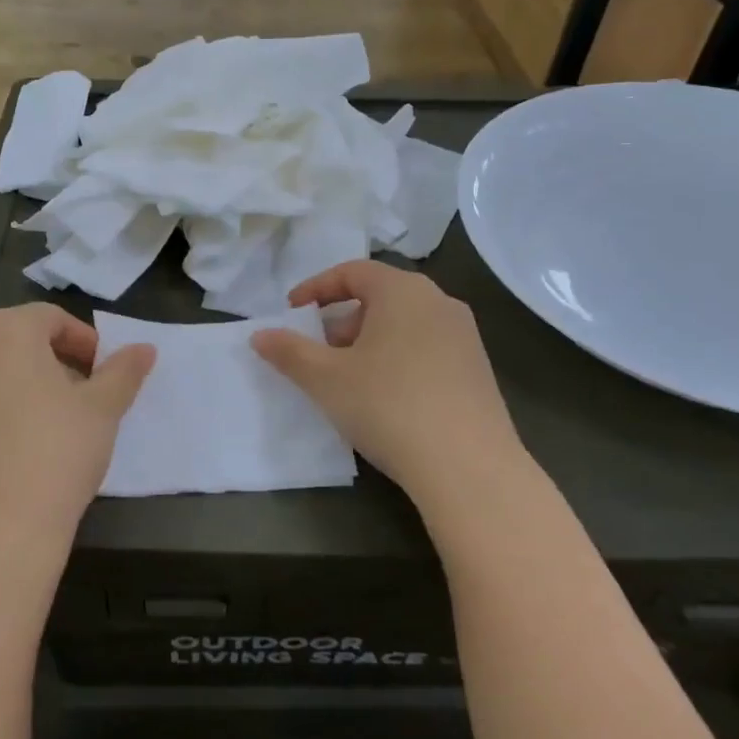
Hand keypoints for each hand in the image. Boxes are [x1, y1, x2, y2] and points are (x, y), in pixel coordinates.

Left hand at [0, 305, 153, 576]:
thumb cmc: (53, 456)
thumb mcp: (102, 411)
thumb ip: (124, 372)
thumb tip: (145, 349)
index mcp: (3, 331)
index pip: (50, 318)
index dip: (84, 342)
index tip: (103, 375)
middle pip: (14, 343)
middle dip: (51, 364)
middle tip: (81, 400)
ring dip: (18, 390)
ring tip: (46, 431)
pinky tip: (10, 459)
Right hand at [251, 261, 526, 520]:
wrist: (468, 468)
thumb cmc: (388, 406)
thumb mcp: (325, 378)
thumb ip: (289, 351)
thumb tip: (259, 335)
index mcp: (403, 291)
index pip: (353, 271)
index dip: (316, 288)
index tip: (292, 312)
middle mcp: (440, 302)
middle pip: (381, 296)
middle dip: (343, 319)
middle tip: (320, 351)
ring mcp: (465, 336)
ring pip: (405, 324)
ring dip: (370, 341)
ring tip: (350, 378)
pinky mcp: (479, 370)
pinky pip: (427, 348)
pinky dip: (399, 358)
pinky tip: (387, 398)